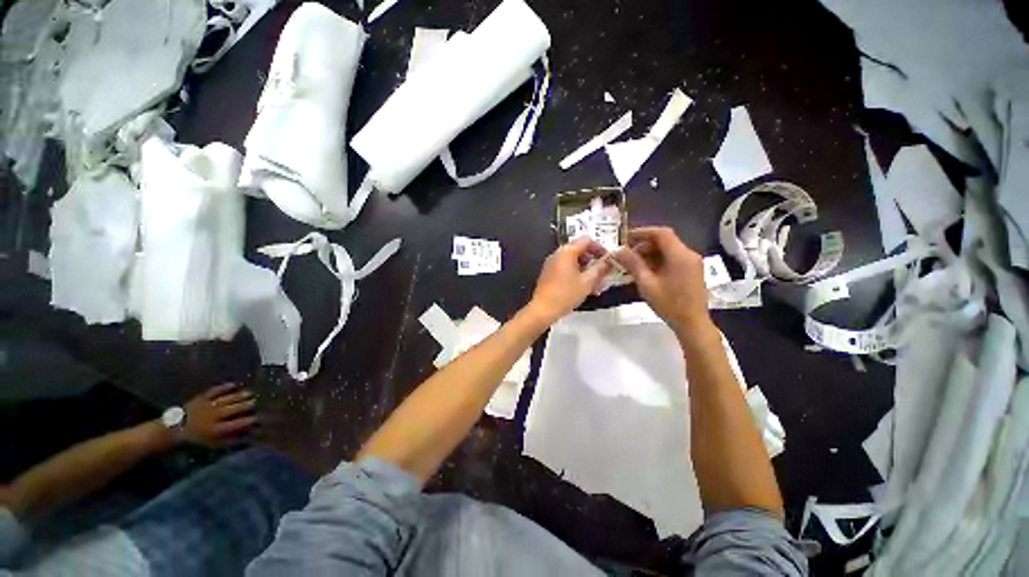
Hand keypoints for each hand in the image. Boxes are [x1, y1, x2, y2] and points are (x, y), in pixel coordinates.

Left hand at [182, 383, 257, 446]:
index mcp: (216, 429)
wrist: (174, 430)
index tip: (258, 417)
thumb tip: (251, 434)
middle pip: (234, 409)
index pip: (237, 423)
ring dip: (239, 395)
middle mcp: (213, 416)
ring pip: (227, 399)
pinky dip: (224, 387)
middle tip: (257, 401)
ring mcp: (207, 405)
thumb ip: (233, 439)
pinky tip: (234, 384)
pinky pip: (215, 391)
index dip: (249, 420)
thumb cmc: (199, 438)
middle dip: (247, 405)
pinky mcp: (202, 398)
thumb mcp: (215, 443)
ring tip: (250, 393)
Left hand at [529, 237, 611, 322]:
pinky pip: (566, 269)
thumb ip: (600, 269)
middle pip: (580, 250)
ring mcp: (552, 264)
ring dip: (586, 270)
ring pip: (573, 261)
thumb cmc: (566, 294)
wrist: (543, 309)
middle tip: (603, 273)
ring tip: (595, 284)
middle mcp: (557, 254)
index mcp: (566, 252)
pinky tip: (583, 288)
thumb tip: (608, 262)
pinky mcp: (549, 274)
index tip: (608, 259)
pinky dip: (576, 274)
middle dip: (593, 261)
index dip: (600, 247)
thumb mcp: (587, 282)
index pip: (587, 240)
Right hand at [612, 227, 712, 336]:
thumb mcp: (646, 283)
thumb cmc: (669, 304)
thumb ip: (632, 264)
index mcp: (680, 255)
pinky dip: (659, 261)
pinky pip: (673, 259)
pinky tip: (647, 272)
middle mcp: (689, 254)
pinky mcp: (692, 271)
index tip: (626, 237)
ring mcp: (692, 263)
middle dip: (644, 245)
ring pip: (668, 250)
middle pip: (665, 241)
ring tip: (634, 265)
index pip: (661, 233)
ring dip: (650, 253)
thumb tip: (617, 250)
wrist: (692, 324)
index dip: (642, 232)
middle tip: (627, 255)